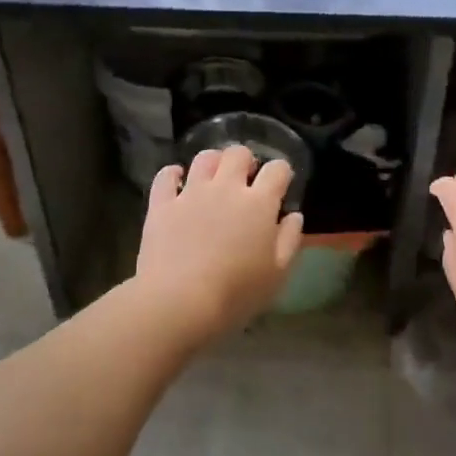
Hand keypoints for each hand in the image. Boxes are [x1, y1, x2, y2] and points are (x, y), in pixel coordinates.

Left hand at [135, 145, 304, 342]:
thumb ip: (290, 239)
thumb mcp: (277, 274)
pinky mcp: (162, 204)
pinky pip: (166, 176)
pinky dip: (173, 174)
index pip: (277, 169)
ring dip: (213, 162)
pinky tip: (177, 181)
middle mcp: (226, 188)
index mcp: (259, 203)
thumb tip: (293, 215)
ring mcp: (191, 193)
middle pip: (238, 154)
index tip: (280, 186)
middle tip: (245, 180)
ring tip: (213, 178)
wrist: (179, 302)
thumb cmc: (236, 292)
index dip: (281, 173)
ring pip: (204, 158)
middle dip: (246, 161)